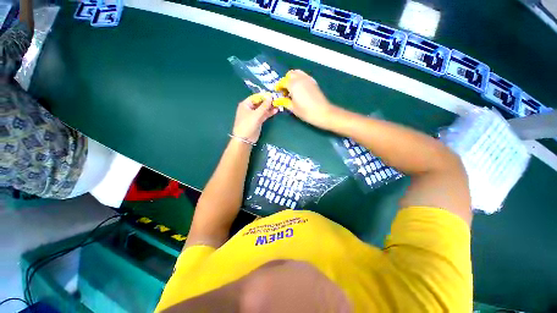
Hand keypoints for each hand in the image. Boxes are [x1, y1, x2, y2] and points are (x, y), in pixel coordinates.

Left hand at [232, 93, 277, 142]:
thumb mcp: (256, 114)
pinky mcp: (258, 121)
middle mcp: (249, 108)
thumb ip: (264, 106)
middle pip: (260, 103)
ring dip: (270, 107)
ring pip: (263, 109)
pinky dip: (269, 113)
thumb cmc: (248, 125)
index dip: (264, 96)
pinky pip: (264, 115)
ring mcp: (254, 115)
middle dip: (268, 102)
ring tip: (278, 105)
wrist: (245, 139)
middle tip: (277, 100)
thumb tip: (270, 97)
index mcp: (246, 104)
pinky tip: (275, 111)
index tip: (273, 95)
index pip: (256, 97)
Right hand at [274, 70, 334, 127]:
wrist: (322, 112)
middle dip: (285, 81)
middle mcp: (300, 78)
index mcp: (293, 84)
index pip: (282, 81)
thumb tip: (279, 100)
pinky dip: (299, 79)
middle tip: (284, 91)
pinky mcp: (313, 82)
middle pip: (290, 74)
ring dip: (292, 78)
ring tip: (291, 89)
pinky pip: (303, 76)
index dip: (278, 86)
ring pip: (297, 73)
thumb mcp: (293, 108)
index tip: (277, 91)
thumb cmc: (306, 111)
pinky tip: (299, 89)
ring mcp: (308, 79)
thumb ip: (285, 102)